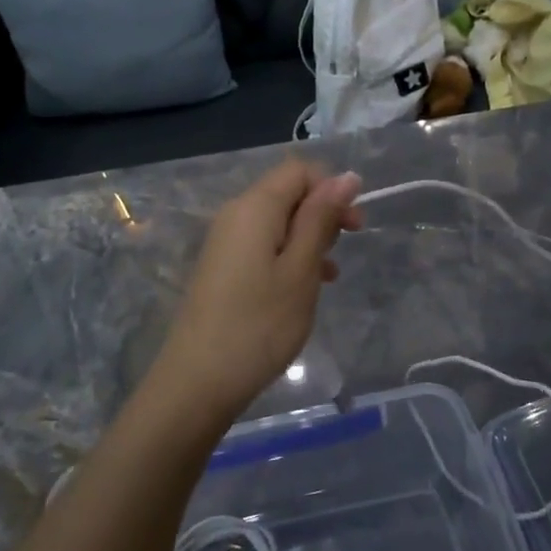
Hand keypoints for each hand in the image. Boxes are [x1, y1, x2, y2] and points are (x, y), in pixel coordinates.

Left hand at [150, 160, 362, 424]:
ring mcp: (225, 241)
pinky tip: (304, 287)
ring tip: (328, 275)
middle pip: (287, 192)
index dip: (331, 187)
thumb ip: (321, 218)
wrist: (198, 381)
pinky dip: (289, 255)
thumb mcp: (301, 269)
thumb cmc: (259, 324)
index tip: (353, 226)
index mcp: (255, 206)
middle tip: (345, 249)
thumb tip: (347, 176)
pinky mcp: (222, 267)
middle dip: (322, 213)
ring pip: (278, 221)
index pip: (299, 169)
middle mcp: (235, 214)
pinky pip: (263, 244)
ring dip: (308, 237)